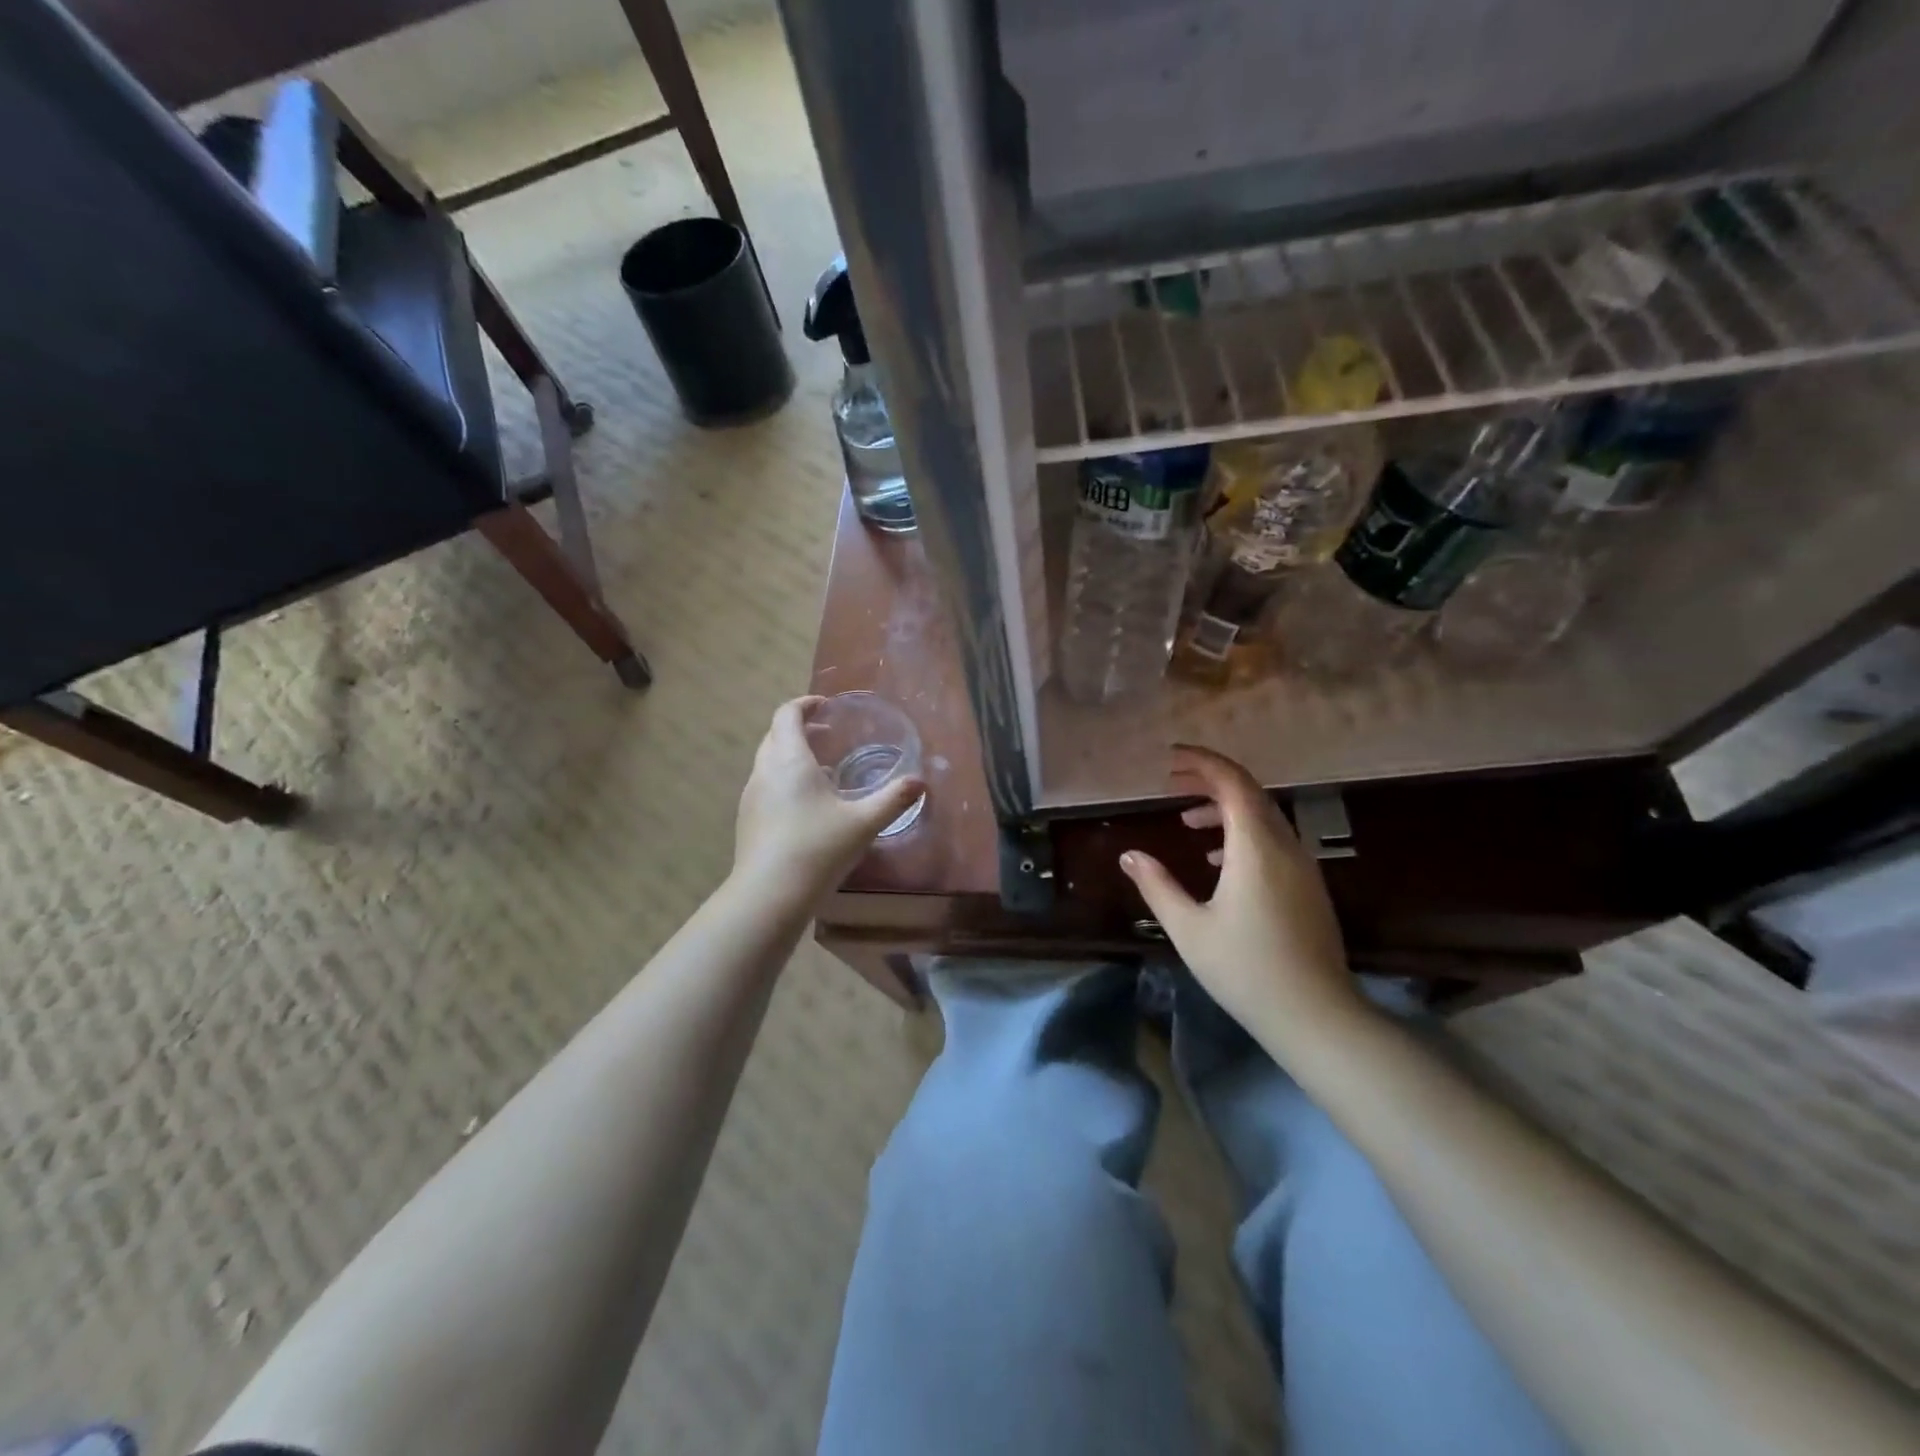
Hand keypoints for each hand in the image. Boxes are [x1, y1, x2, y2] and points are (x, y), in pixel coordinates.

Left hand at [732, 696, 925, 903]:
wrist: (769, 895)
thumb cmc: (818, 848)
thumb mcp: (863, 823)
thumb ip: (893, 799)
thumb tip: (920, 782)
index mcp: (789, 760)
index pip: (787, 715)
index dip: (804, 704)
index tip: (825, 705)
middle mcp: (764, 772)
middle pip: (774, 736)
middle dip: (798, 728)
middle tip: (826, 734)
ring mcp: (751, 797)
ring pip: (767, 763)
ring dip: (790, 756)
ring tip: (822, 771)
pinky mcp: (747, 821)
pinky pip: (765, 787)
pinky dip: (783, 782)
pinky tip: (807, 808)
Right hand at [1119, 746, 1365, 1061]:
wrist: (1316, 1016)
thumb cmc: (1245, 970)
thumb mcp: (1189, 928)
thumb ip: (1157, 885)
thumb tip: (1129, 854)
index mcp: (1255, 847)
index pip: (1232, 783)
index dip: (1201, 762)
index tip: (1169, 758)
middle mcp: (1285, 846)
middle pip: (1250, 792)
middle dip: (1209, 780)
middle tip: (1171, 782)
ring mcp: (1302, 866)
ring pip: (1264, 816)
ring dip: (1225, 808)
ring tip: (1187, 820)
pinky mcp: (1309, 886)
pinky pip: (1274, 840)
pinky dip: (1243, 833)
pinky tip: (1217, 860)